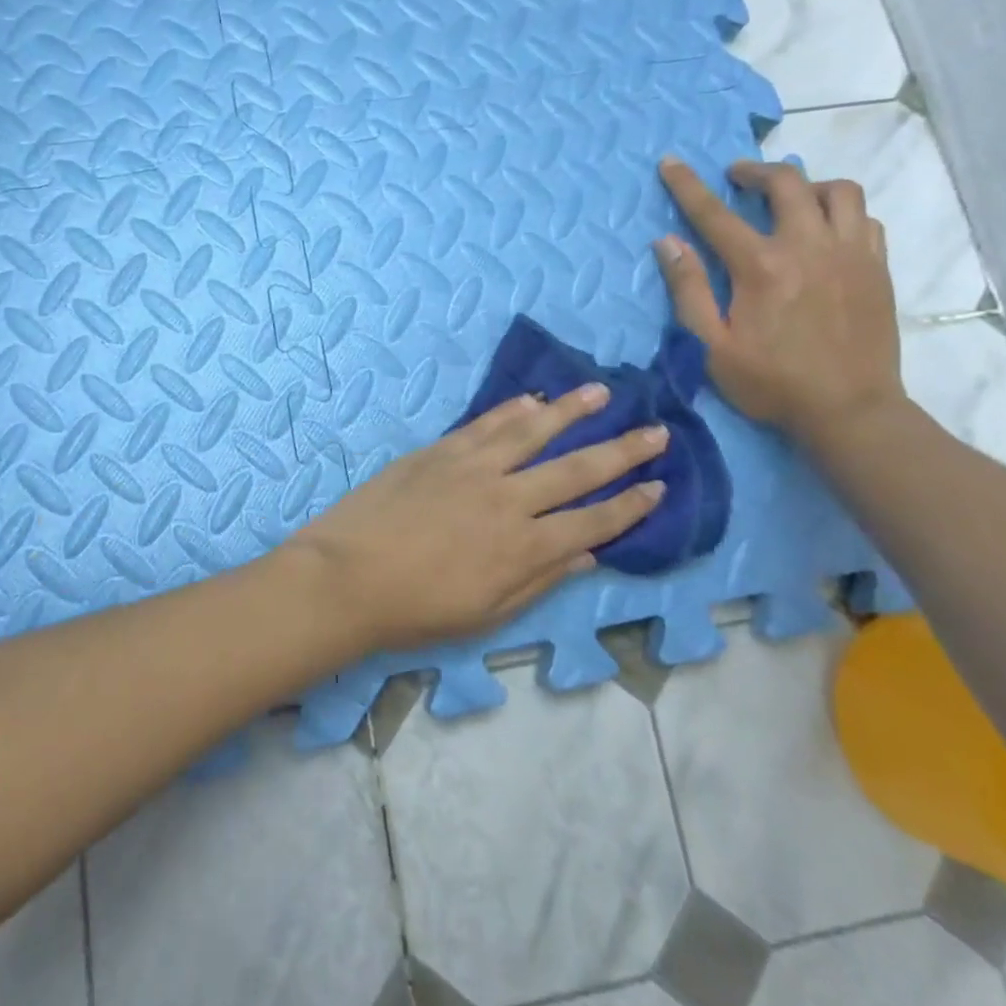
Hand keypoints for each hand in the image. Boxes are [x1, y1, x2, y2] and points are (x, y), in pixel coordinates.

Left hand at [291, 389, 669, 651]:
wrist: (347, 576)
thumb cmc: (417, 609)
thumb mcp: (487, 614)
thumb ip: (540, 580)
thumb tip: (587, 553)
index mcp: (525, 547)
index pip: (593, 520)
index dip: (630, 505)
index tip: (658, 486)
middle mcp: (509, 499)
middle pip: (577, 469)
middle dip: (622, 450)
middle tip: (657, 431)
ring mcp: (473, 467)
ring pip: (533, 431)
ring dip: (572, 411)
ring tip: (602, 392)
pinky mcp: (441, 450)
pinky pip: (486, 424)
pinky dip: (513, 409)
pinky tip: (533, 399)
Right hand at [655, 157, 905, 441]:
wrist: (850, 411)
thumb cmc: (771, 382)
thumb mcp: (711, 345)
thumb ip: (688, 290)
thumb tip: (668, 242)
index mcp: (762, 266)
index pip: (715, 213)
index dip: (688, 185)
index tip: (671, 161)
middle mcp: (809, 247)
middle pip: (787, 183)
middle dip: (755, 170)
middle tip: (736, 177)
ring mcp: (851, 254)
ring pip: (838, 190)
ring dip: (807, 184)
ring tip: (789, 199)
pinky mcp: (877, 268)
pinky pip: (864, 218)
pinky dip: (840, 211)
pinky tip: (824, 229)